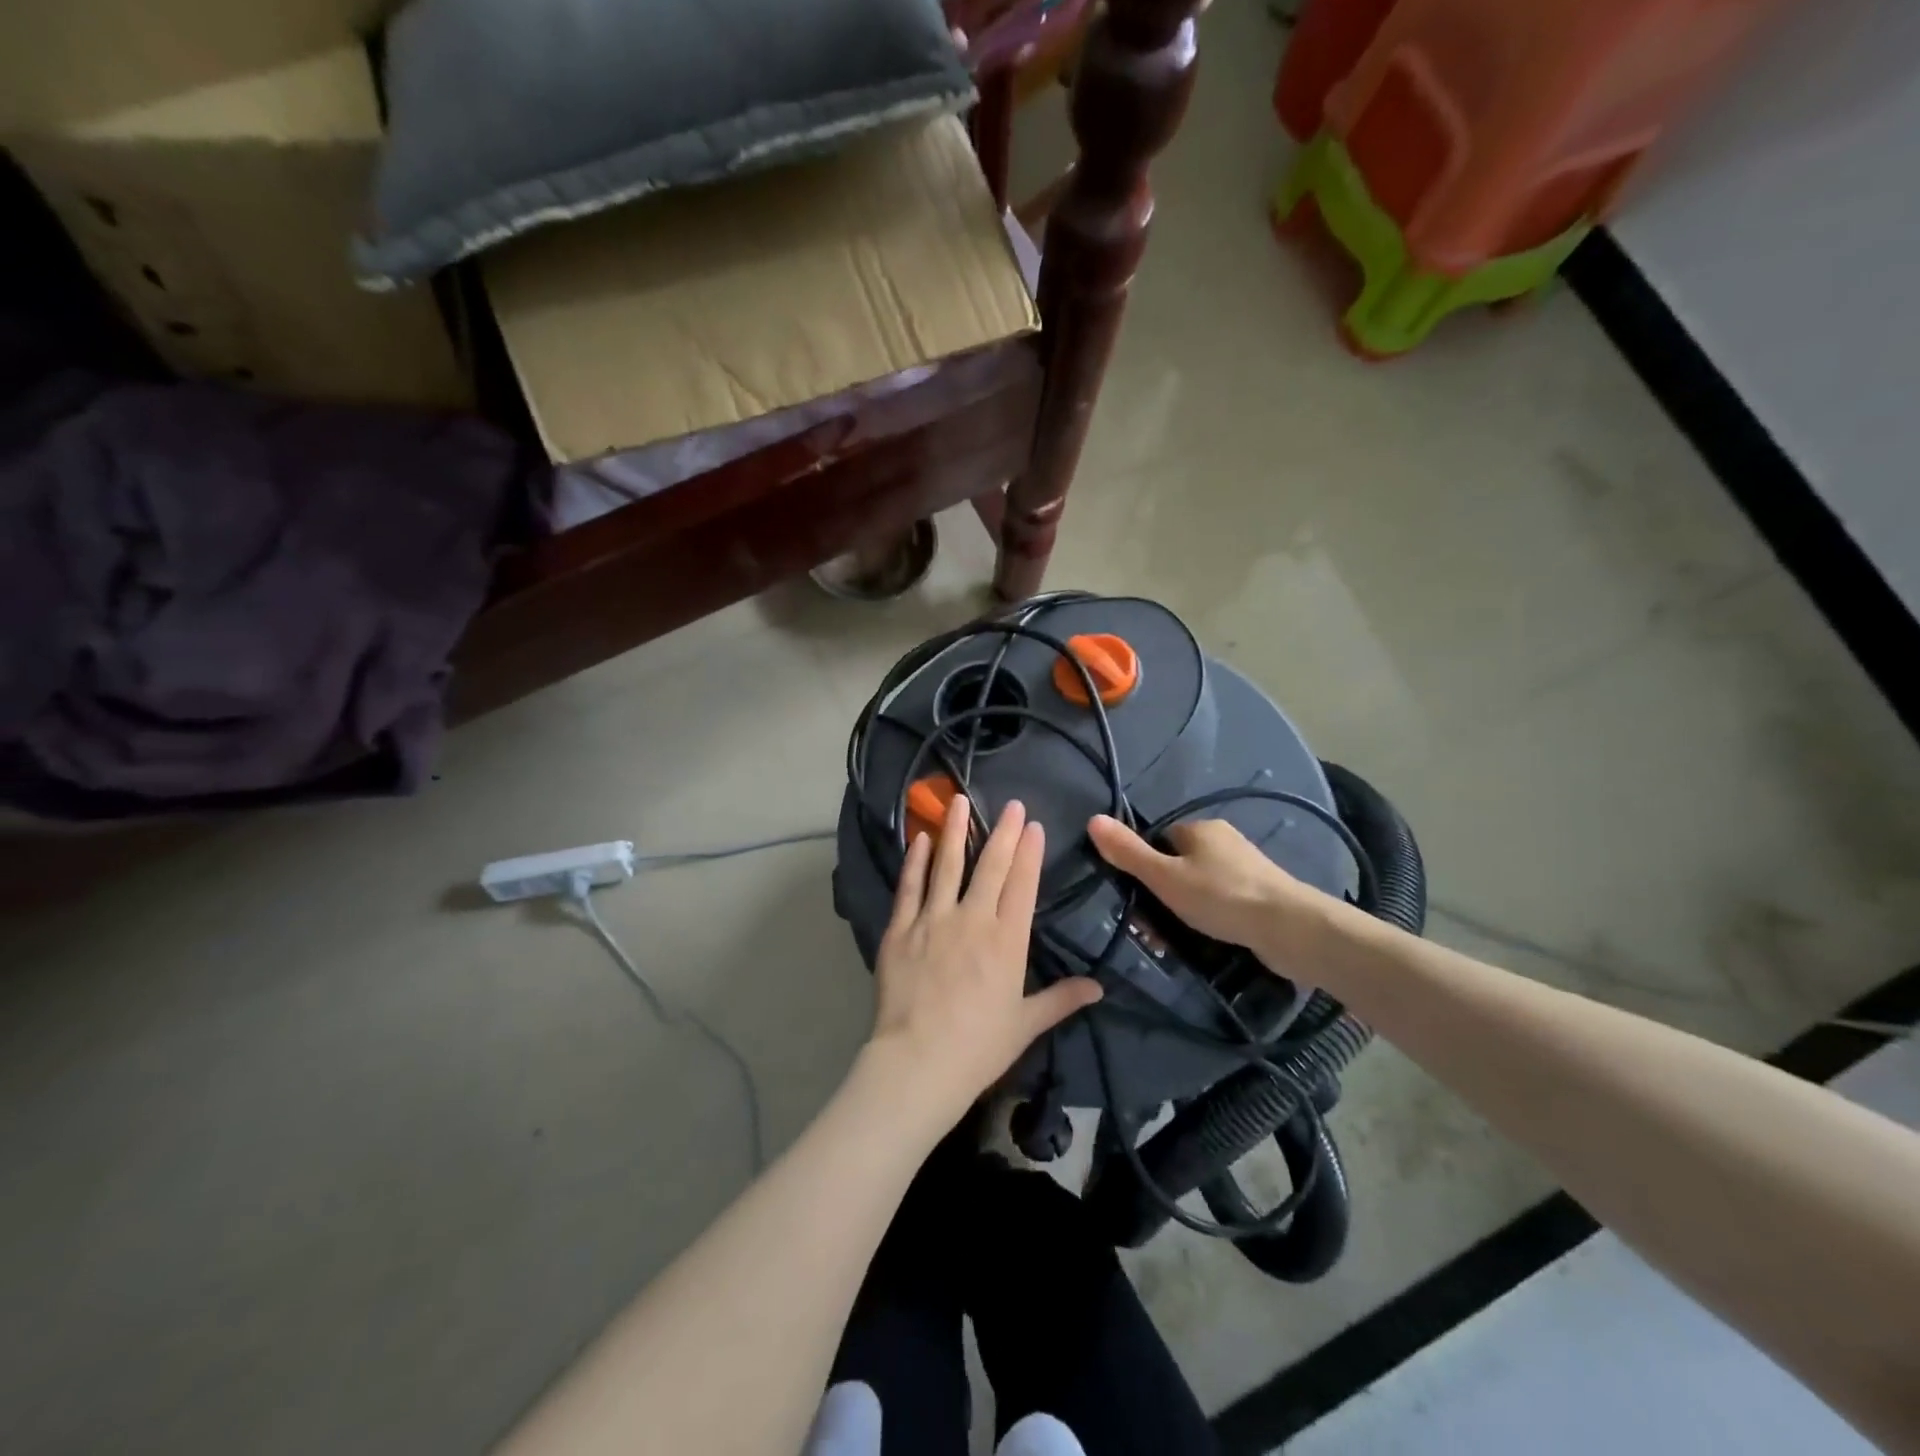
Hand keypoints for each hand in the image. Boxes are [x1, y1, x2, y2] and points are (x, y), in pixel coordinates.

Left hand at [869, 796, 1102, 1124]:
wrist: (918, 1062)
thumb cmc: (979, 1046)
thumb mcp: (1026, 1023)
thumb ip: (1062, 999)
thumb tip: (1099, 987)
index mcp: (1007, 940)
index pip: (1023, 885)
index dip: (1030, 853)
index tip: (1034, 826)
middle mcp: (973, 919)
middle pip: (991, 866)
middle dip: (1004, 832)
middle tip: (1011, 804)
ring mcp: (933, 920)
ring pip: (947, 865)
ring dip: (955, 831)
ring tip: (959, 801)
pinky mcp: (901, 929)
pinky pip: (909, 887)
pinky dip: (915, 861)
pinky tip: (920, 839)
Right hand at [1087, 814, 1315, 956]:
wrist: (1290, 929)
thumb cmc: (1221, 896)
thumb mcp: (1164, 877)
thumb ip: (1128, 852)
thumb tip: (1092, 819)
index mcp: (1200, 829)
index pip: (1159, 840)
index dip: (1144, 868)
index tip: (1136, 898)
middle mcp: (1224, 841)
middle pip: (1178, 866)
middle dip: (1162, 897)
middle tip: (1152, 931)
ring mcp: (1246, 869)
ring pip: (1199, 888)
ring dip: (1182, 913)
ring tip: (1173, 944)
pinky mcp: (1261, 896)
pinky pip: (1222, 904)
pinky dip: (1209, 920)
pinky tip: (1206, 943)